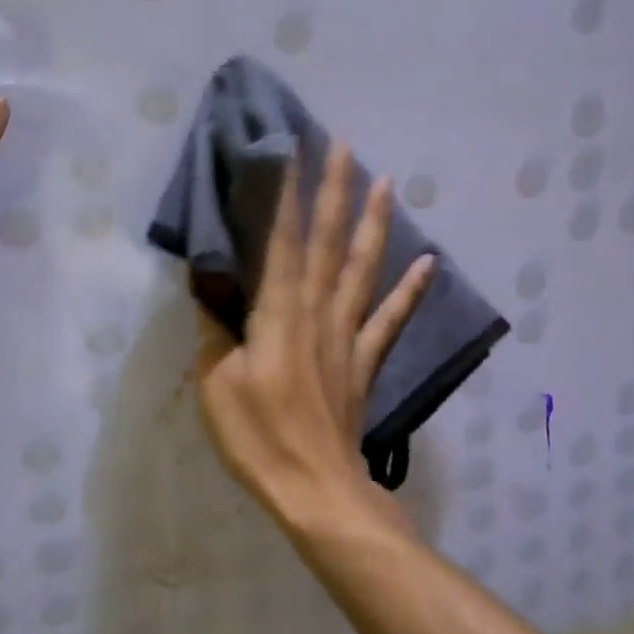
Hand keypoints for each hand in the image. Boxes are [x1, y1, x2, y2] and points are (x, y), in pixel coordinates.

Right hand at [195, 144, 434, 531]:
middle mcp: (318, 311)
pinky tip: (429, 263)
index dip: (287, 195)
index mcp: (279, 313)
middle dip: (336, 190)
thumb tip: (205, 281)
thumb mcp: (216, 382)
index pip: (282, 240)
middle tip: (344, 145)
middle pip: (330, 241)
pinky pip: (390, 319)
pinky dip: (411, 290)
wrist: (314, 487)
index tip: (292, 150)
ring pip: (364, 268)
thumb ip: (215, 327)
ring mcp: (348, 335)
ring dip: (375, 223)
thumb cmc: (257, 436)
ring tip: (387, 182)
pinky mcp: (364, 361)